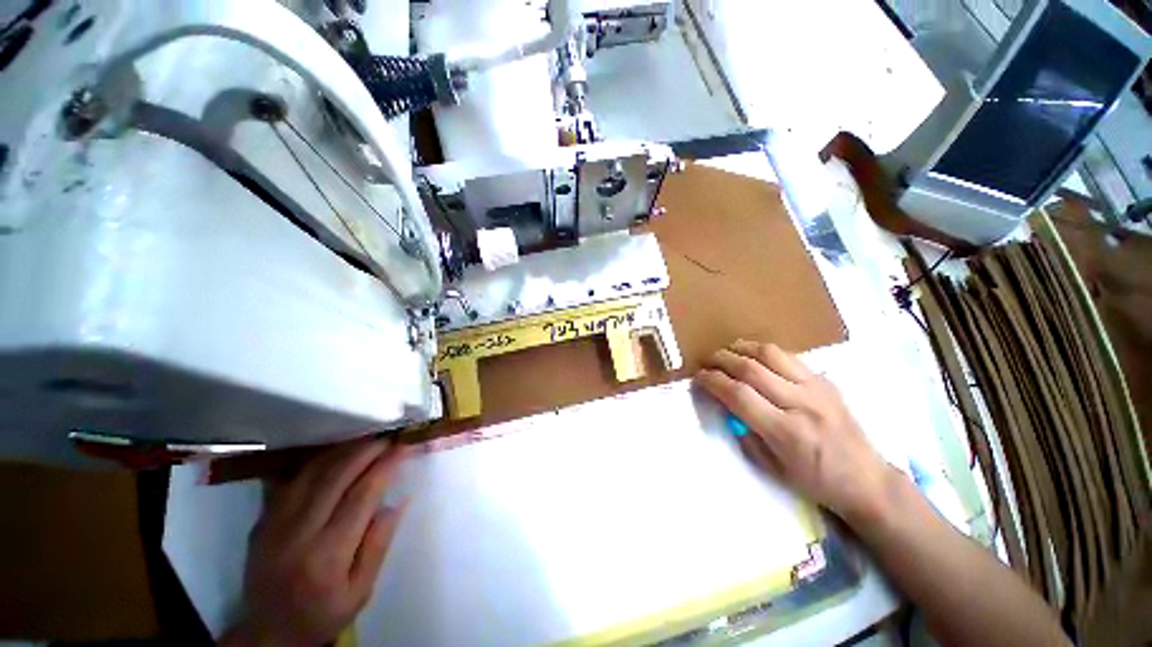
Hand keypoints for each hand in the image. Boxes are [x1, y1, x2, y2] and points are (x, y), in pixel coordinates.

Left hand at [223, 439, 408, 646]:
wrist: (268, 634)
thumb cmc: (322, 616)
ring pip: (311, 473)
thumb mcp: (360, 592)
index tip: (403, 448)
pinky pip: (291, 480)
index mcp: (327, 555)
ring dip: (342, 451)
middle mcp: (297, 534)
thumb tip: (398, 502)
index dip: (385, 466)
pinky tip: (334, 455)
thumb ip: (378, 546)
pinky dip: (317, 462)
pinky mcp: (262, 521)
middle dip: (366, 450)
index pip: (361, 496)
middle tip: (388, 438)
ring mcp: (274, 525)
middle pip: (335, 477)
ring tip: (366, 440)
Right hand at [695, 340, 893, 525]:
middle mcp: (801, 404)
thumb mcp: (771, 468)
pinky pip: (789, 356)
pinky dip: (764, 352)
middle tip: (707, 361)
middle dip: (722, 360)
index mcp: (785, 432)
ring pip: (770, 354)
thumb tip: (724, 404)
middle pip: (751, 369)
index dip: (713, 381)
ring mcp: (816, 388)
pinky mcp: (826, 381)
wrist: (867, 479)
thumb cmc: (815, 481)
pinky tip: (754, 356)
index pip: (739, 395)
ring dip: (742, 348)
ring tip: (727, 351)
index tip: (699, 377)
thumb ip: (744, 432)